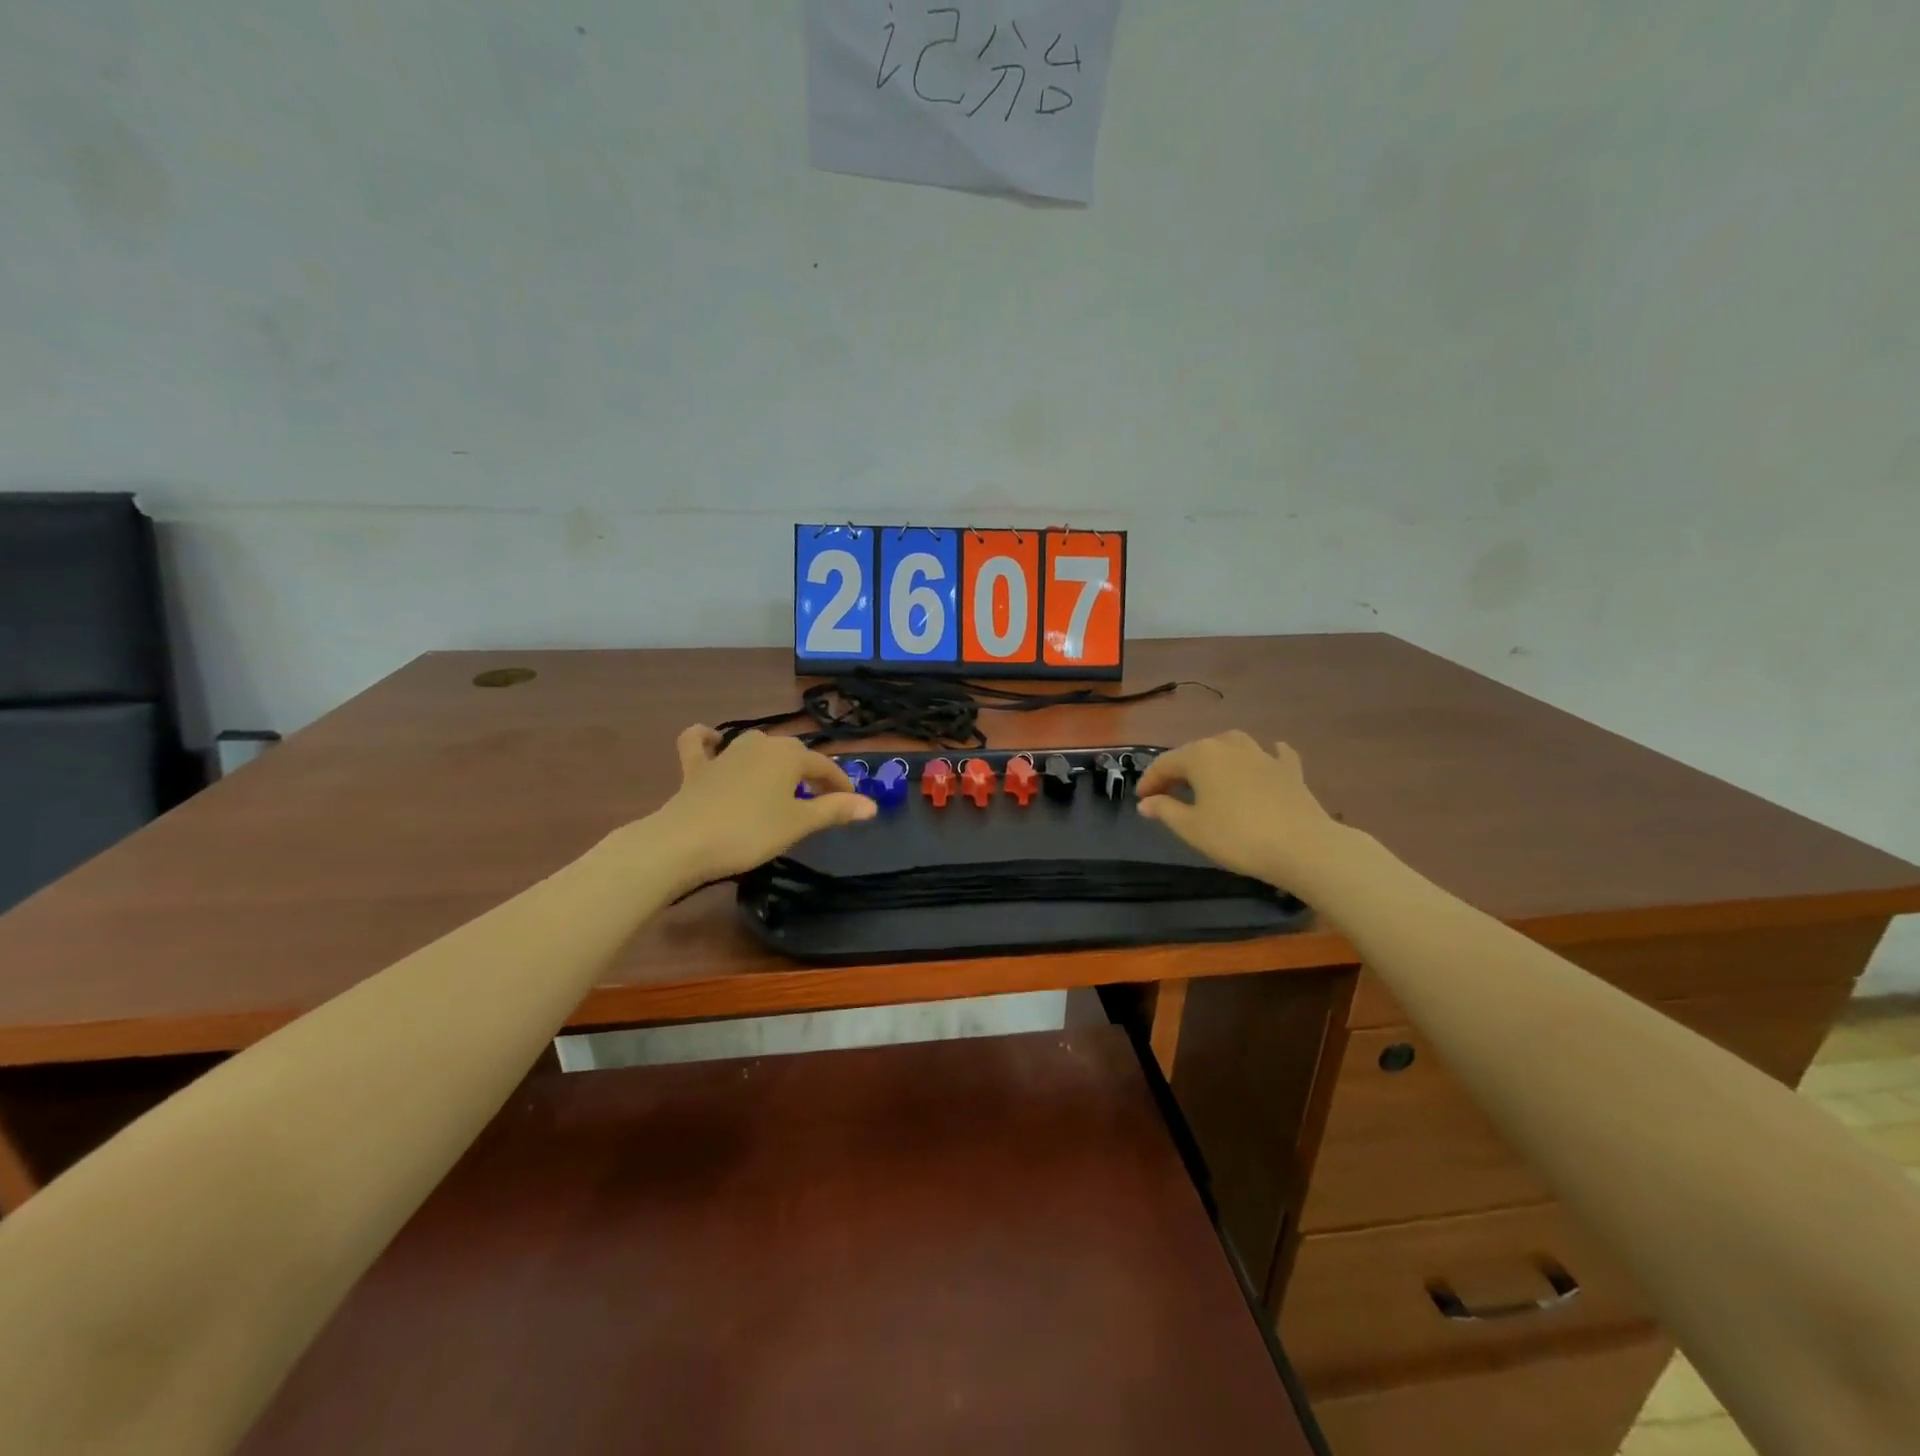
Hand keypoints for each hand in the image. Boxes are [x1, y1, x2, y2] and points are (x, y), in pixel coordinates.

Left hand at [646, 726, 875, 894]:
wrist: (683, 842)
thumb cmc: (750, 832)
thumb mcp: (799, 824)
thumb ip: (835, 810)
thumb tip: (872, 805)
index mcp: (788, 755)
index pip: (824, 766)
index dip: (840, 784)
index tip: (851, 803)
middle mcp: (760, 744)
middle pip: (793, 754)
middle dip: (809, 773)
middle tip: (819, 800)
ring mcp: (725, 753)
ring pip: (756, 746)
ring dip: (772, 760)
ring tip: (780, 782)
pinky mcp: (696, 767)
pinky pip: (700, 744)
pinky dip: (707, 740)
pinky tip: (713, 741)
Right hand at [1135, 732, 1341, 889]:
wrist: (1301, 846)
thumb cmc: (1236, 836)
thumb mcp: (1192, 828)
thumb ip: (1165, 810)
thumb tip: (1146, 802)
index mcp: (1201, 756)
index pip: (1165, 763)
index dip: (1150, 781)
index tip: (1140, 799)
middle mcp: (1229, 745)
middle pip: (1196, 752)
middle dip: (1179, 770)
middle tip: (1168, 792)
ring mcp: (1263, 754)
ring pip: (1232, 746)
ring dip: (1217, 757)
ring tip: (1209, 775)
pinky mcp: (1289, 769)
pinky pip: (1273, 755)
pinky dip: (1265, 757)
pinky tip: (1266, 760)